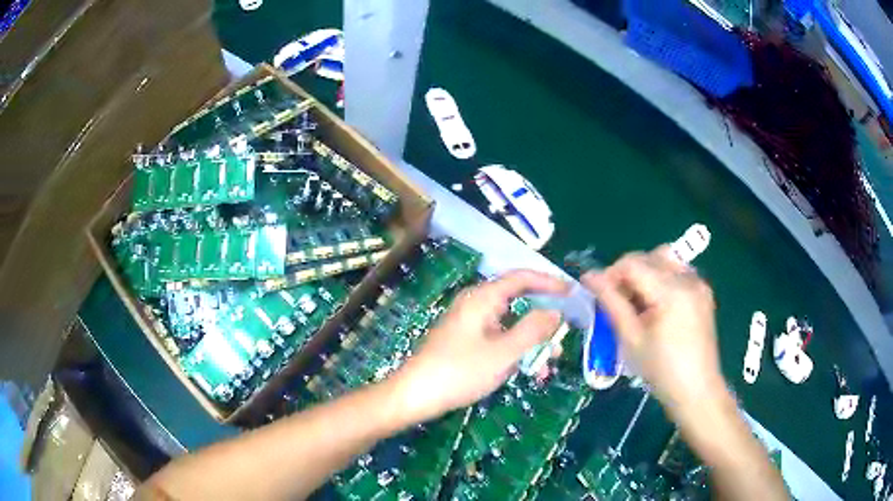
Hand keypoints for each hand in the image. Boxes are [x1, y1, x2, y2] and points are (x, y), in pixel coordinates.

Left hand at [391, 270, 568, 423]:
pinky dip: (515, 350)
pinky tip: (527, 371)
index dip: (549, 282)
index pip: (522, 277)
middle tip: (564, 335)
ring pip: (510, 324)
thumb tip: (555, 312)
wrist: (415, 395)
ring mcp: (469, 323)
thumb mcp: (503, 353)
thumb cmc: (460, 372)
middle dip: (543, 320)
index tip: (572, 292)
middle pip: (518, 301)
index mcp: (483, 298)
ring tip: (548, 364)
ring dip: (531, 341)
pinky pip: (498, 338)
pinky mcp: (465, 341)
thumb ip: (533, 330)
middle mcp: (476, 304)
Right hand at [582, 247, 726, 417]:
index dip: (610, 274)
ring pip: (664, 261)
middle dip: (626, 274)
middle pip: (649, 257)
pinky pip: (677, 273)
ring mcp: (699, 284)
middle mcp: (688, 279)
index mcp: (672, 291)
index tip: (596, 292)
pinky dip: (661, 280)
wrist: (697, 392)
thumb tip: (590, 277)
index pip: (633, 263)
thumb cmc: (661, 370)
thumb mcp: (631, 339)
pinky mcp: (703, 293)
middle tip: (615, 301)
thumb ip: (611, 303)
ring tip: (635, 303)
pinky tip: (655, 306)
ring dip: (644, 274)